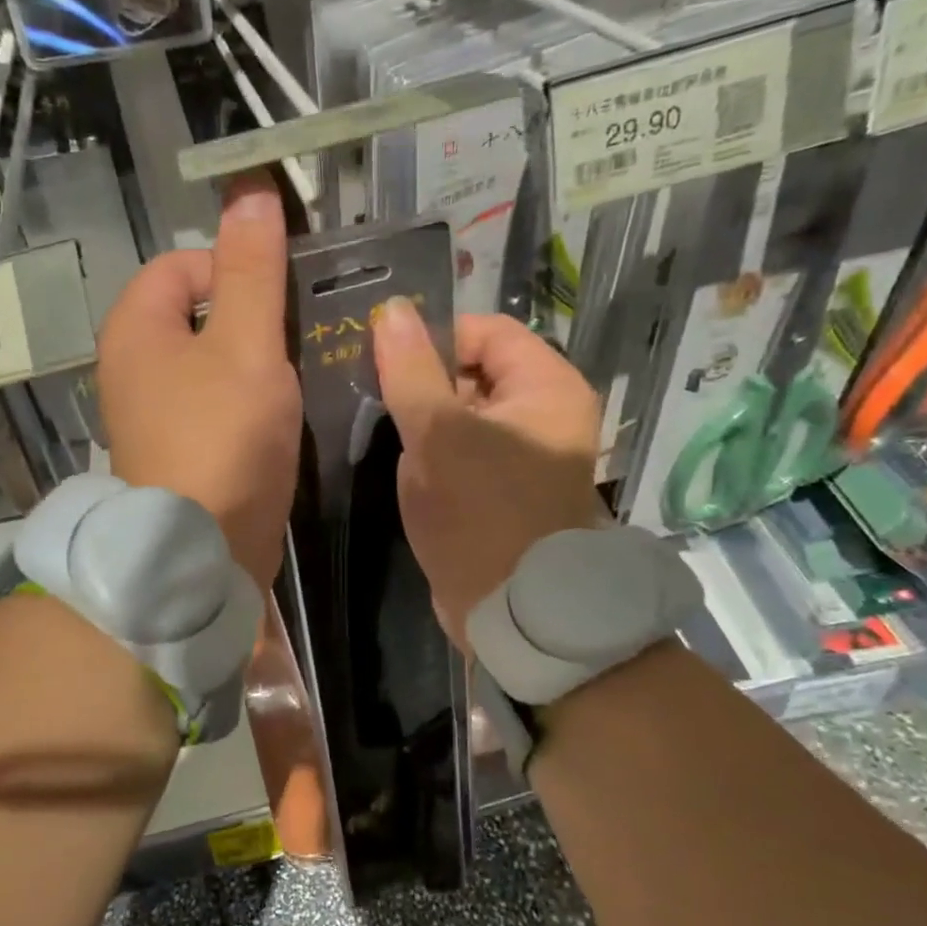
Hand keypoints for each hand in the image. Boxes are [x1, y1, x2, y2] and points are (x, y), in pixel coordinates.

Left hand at [98, 176, 301, 588]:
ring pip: (210, 363)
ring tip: (297, 379)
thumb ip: (251, 270)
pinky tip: (279, 420)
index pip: (182, 264)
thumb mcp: (245, 344)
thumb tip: (250, 189)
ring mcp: (150, 414)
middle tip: (298, 342)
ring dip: (254, 364)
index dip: (234, 269)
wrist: (199, 552)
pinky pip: (213, 406)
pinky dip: (245, 404)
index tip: (281, 303)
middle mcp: (131, 366)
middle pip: (197, 314)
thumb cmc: (221, 438)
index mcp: (135, 328)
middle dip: (251, 319)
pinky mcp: (175, 452)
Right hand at [373, 303, 604, 645]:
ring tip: (388, 437)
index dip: (435, 339)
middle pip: (475, 372)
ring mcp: (528, 456)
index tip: (386, 364)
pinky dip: (437, 455)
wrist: (514, 615)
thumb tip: (392, 310)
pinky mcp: (507, 491)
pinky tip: (407, 469)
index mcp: (546, 387)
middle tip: (379, 403)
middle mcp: (546, 414)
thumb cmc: (481, 513)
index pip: (486, 332)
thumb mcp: (438, 435)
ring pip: (466, 415)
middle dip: (425, 384)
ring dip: (426, 423)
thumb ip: (412, 370)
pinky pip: (467, 453)